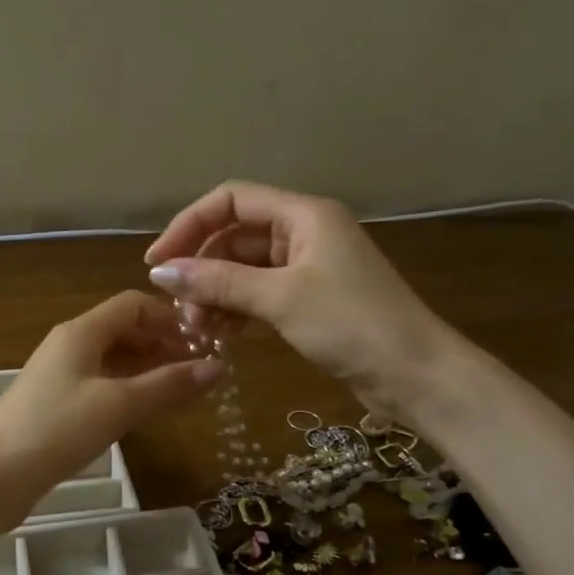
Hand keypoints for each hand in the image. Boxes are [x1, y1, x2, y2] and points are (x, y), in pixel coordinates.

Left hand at [0, 291, 223, 497]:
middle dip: (162, 344)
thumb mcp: (119, 405)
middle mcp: (70, 344)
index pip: (132, 304)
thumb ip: (168, 385)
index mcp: (82, 331)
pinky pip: (101, 383)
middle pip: (123, 330)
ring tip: (182, 391)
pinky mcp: (56, 403)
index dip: (169, 318)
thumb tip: (219, 367)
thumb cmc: (57, 429)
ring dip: (147, 368)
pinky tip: (147, 410)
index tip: (201, 343)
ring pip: (113, 359)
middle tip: (198, 371)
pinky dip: (128, 389)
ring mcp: (60, 374)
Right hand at [144, 181, 457, 417]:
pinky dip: (237, 310)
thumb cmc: (351, 324)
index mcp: (303, 214)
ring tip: (197, 330)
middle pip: (234, 237)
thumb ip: (218, 282)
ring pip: (244, 269)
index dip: (189, 225)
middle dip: (201, 269)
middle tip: (180, 309)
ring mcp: (308, 268)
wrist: (416, 375)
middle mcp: (303, 232)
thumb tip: (159, 271)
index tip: (157, 262)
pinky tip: (220, 335)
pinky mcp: (310, 300)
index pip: (230, 200)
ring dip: (215, 294)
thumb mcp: (279, 298)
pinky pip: (260, 294)